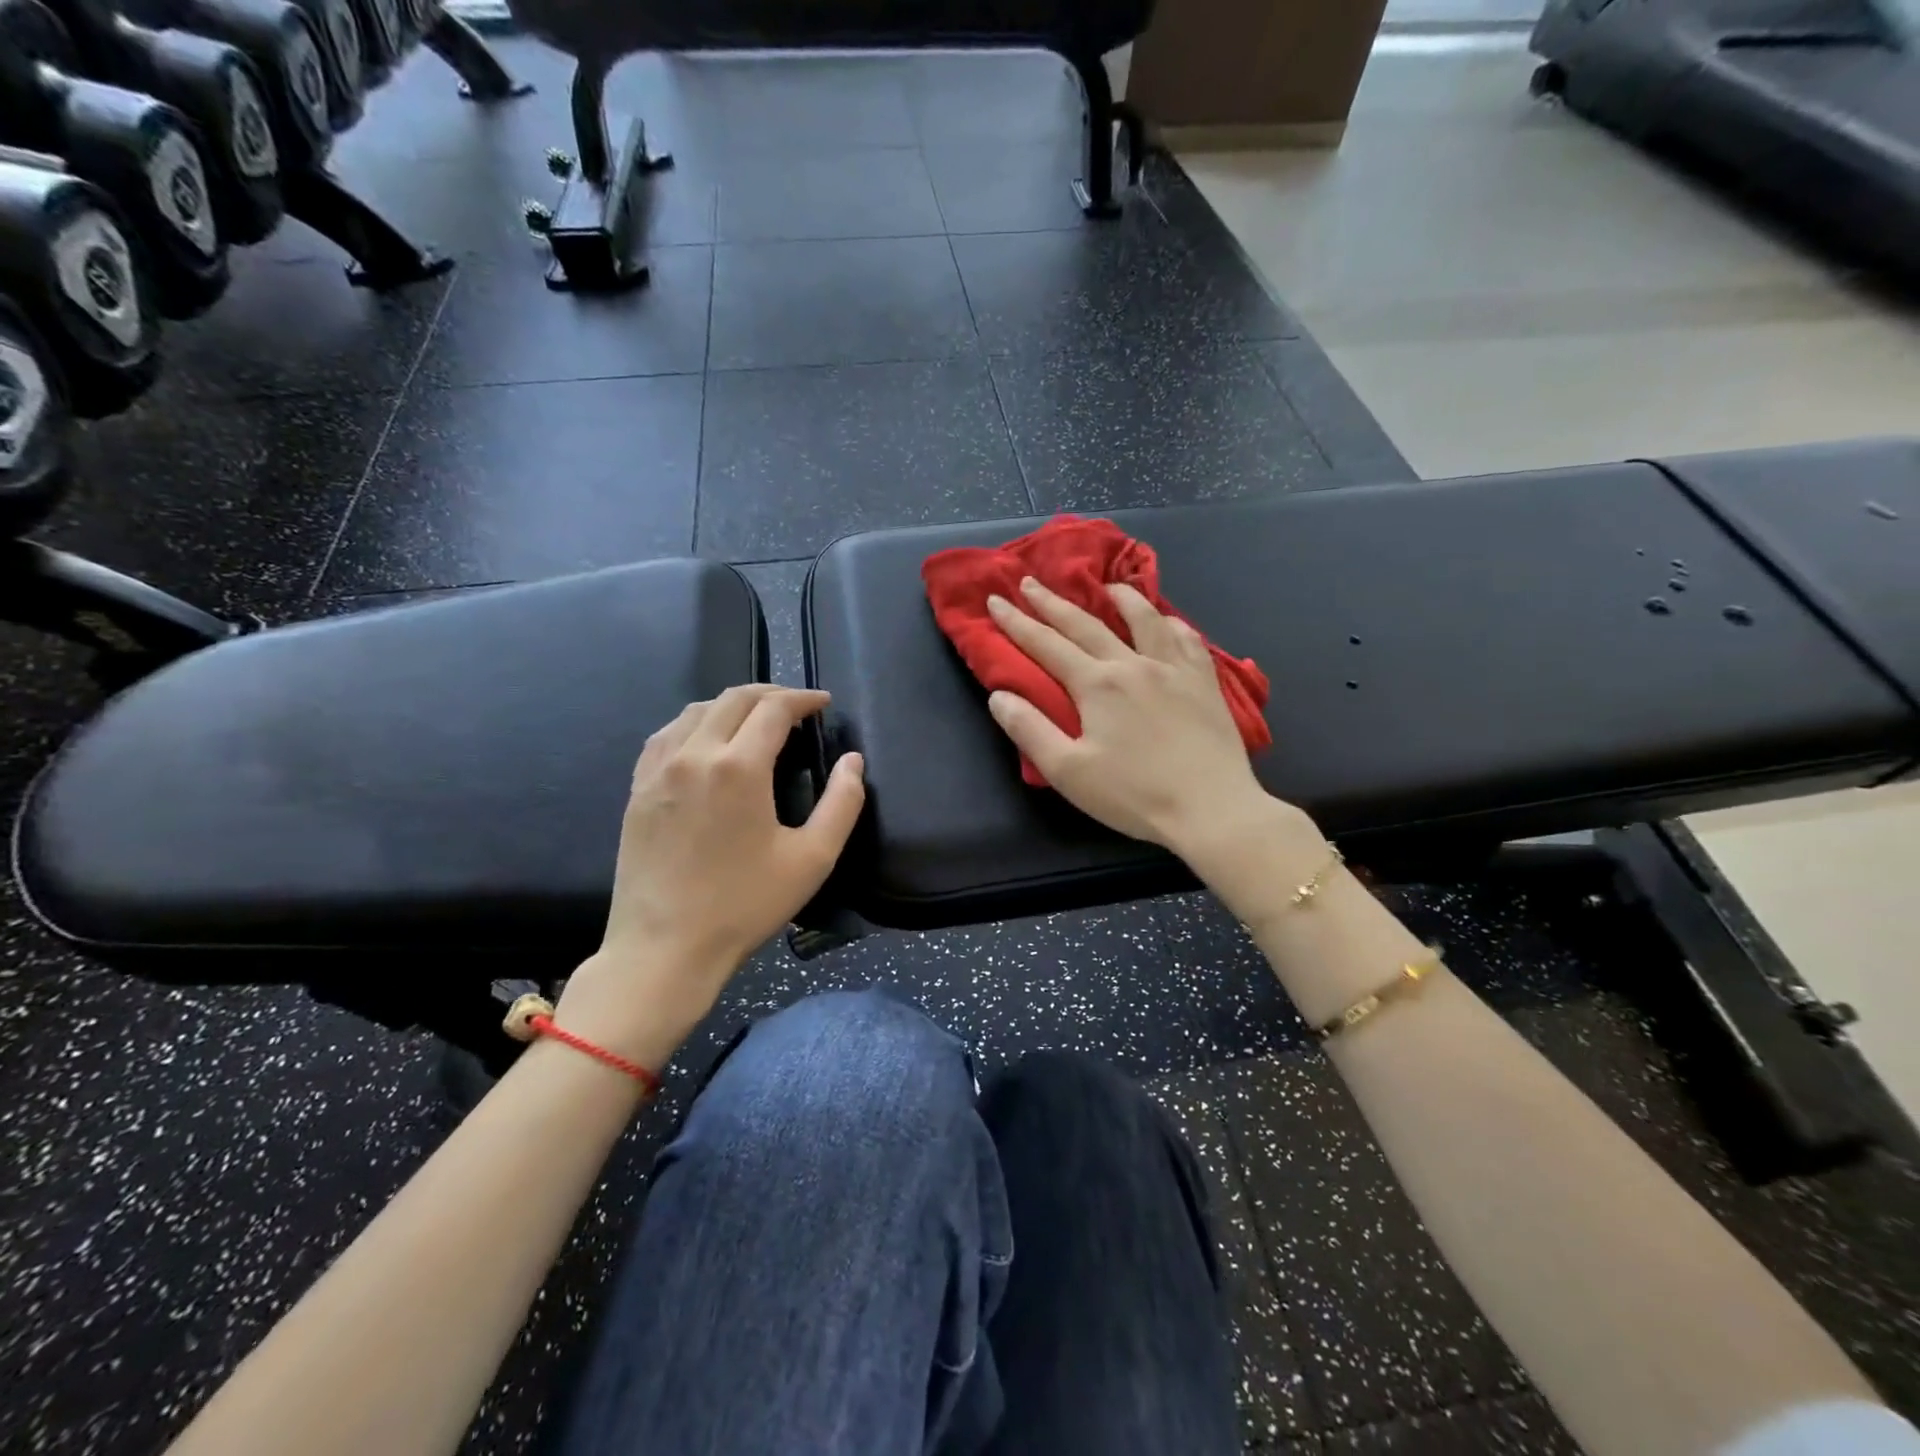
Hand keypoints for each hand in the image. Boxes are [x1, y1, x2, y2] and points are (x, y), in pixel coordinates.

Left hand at [556, 685, 864, 1064]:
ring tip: (757, 718)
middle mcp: (694, 754)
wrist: (664, 948)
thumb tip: (853, 762)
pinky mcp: (638, 789)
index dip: (803, 698)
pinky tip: (706, 740)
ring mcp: (658, 770)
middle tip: (797, 706)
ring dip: (732, 704)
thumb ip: (843, 804)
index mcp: (739, 767)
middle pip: (734, 698)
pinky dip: (696, 723)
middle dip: (772, 693)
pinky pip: (667, 735)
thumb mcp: (812, 859)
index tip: (824, 703)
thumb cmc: (744, 905)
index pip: (774, 708)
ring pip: (696, 710)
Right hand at [986, 578, 1288, 862]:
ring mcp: (1174, 669)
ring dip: (1120, 598)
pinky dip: (1170, 623)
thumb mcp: (1068, 771)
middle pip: (1086, 624)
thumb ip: (1030, 730)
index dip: (1017, 622)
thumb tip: (999, 695)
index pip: (1046, 645)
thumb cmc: (1134, 795)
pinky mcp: (1205, 682)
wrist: (1211, 808)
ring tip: (1107, 585)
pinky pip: (1187, 639)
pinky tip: (1167, 621)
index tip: (995, 599)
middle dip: (1053, 602)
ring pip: (1144, 619)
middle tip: (1031, 581)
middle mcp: (1133, 664)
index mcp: (1096, 685)